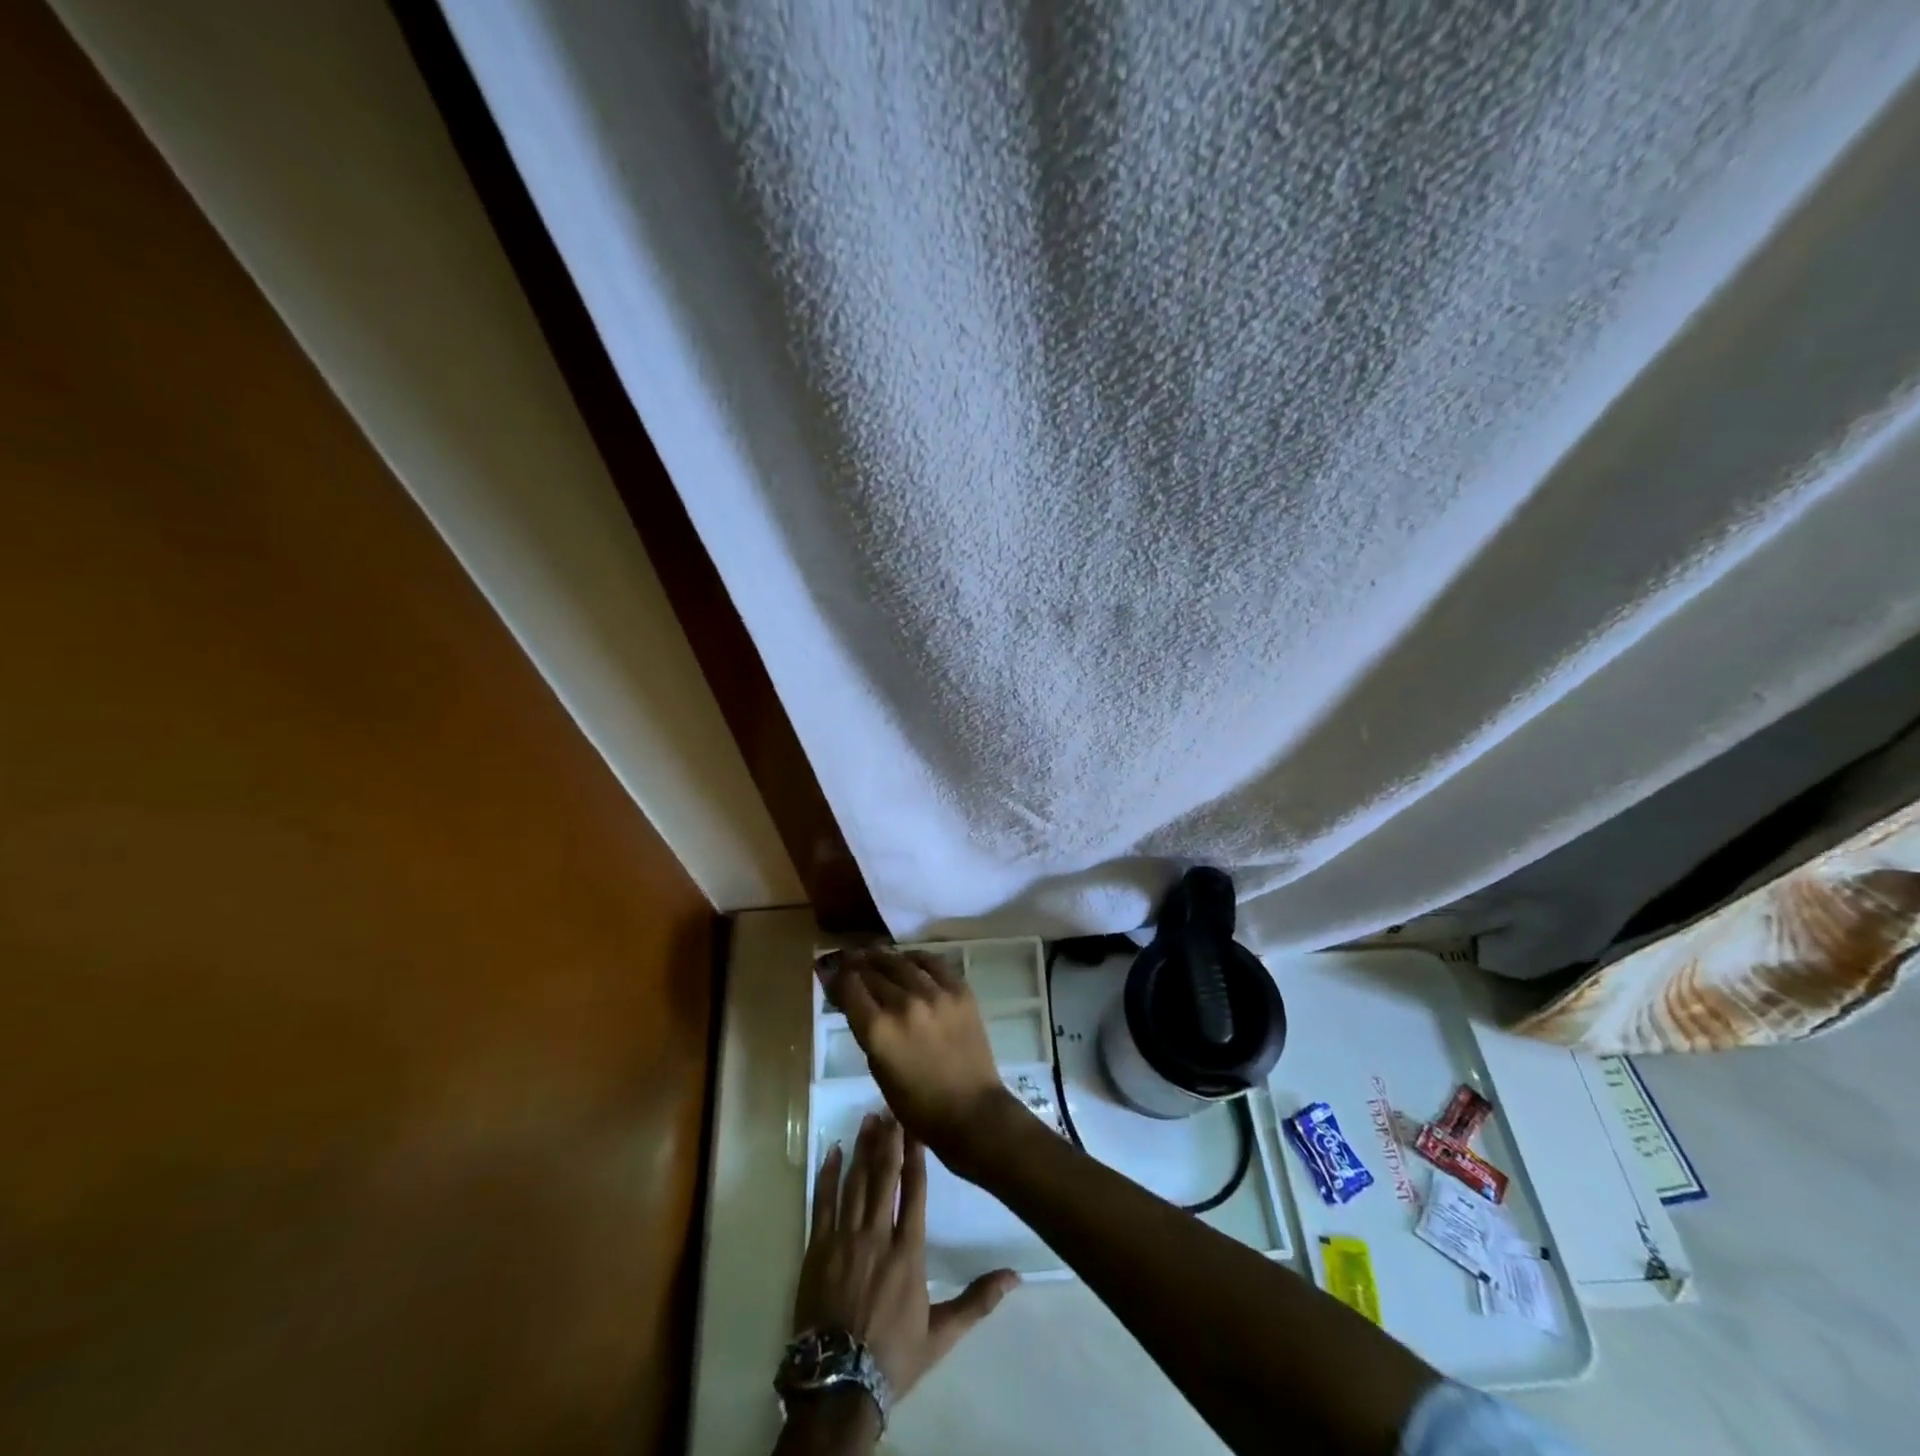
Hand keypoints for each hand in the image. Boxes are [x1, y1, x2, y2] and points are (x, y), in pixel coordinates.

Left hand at [795, 1110, 1017, 1409]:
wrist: (838, 1385)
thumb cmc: (893, 1357)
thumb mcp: (941, 1334)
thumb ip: (977, 1300)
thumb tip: (1015, 1277)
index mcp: (908, 1251)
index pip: (913, 1191)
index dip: (914, 1155)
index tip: (915, 1125)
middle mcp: (877, 1236)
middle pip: (883, 1177)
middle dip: (888, 1140)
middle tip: (890, 1108)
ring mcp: (844, 1239)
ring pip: (855, 1183)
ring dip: (862, 1149)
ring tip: (868, 1119)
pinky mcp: (818, 1249)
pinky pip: (822, 1203)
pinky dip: (827, 1175)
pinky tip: (833, 1152)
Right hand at [828, 950, 1014, 1169]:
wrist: (971, 1111)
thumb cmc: (917, 1105)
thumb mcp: (878, 1069)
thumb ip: (866, 1030)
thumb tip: (855, 1001)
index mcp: (878, 1030)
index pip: (849, 987)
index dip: (836, 977)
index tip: (830, 971)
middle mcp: (904, 1004)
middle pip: (873, 971)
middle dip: (856, 965)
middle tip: (849, 959)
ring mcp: (935, 994)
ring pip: (901, 962)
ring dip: (883, 957)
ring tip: (874, 954)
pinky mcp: (960, 991)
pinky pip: (933, 963)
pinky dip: (916, 958)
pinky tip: (908, 959)